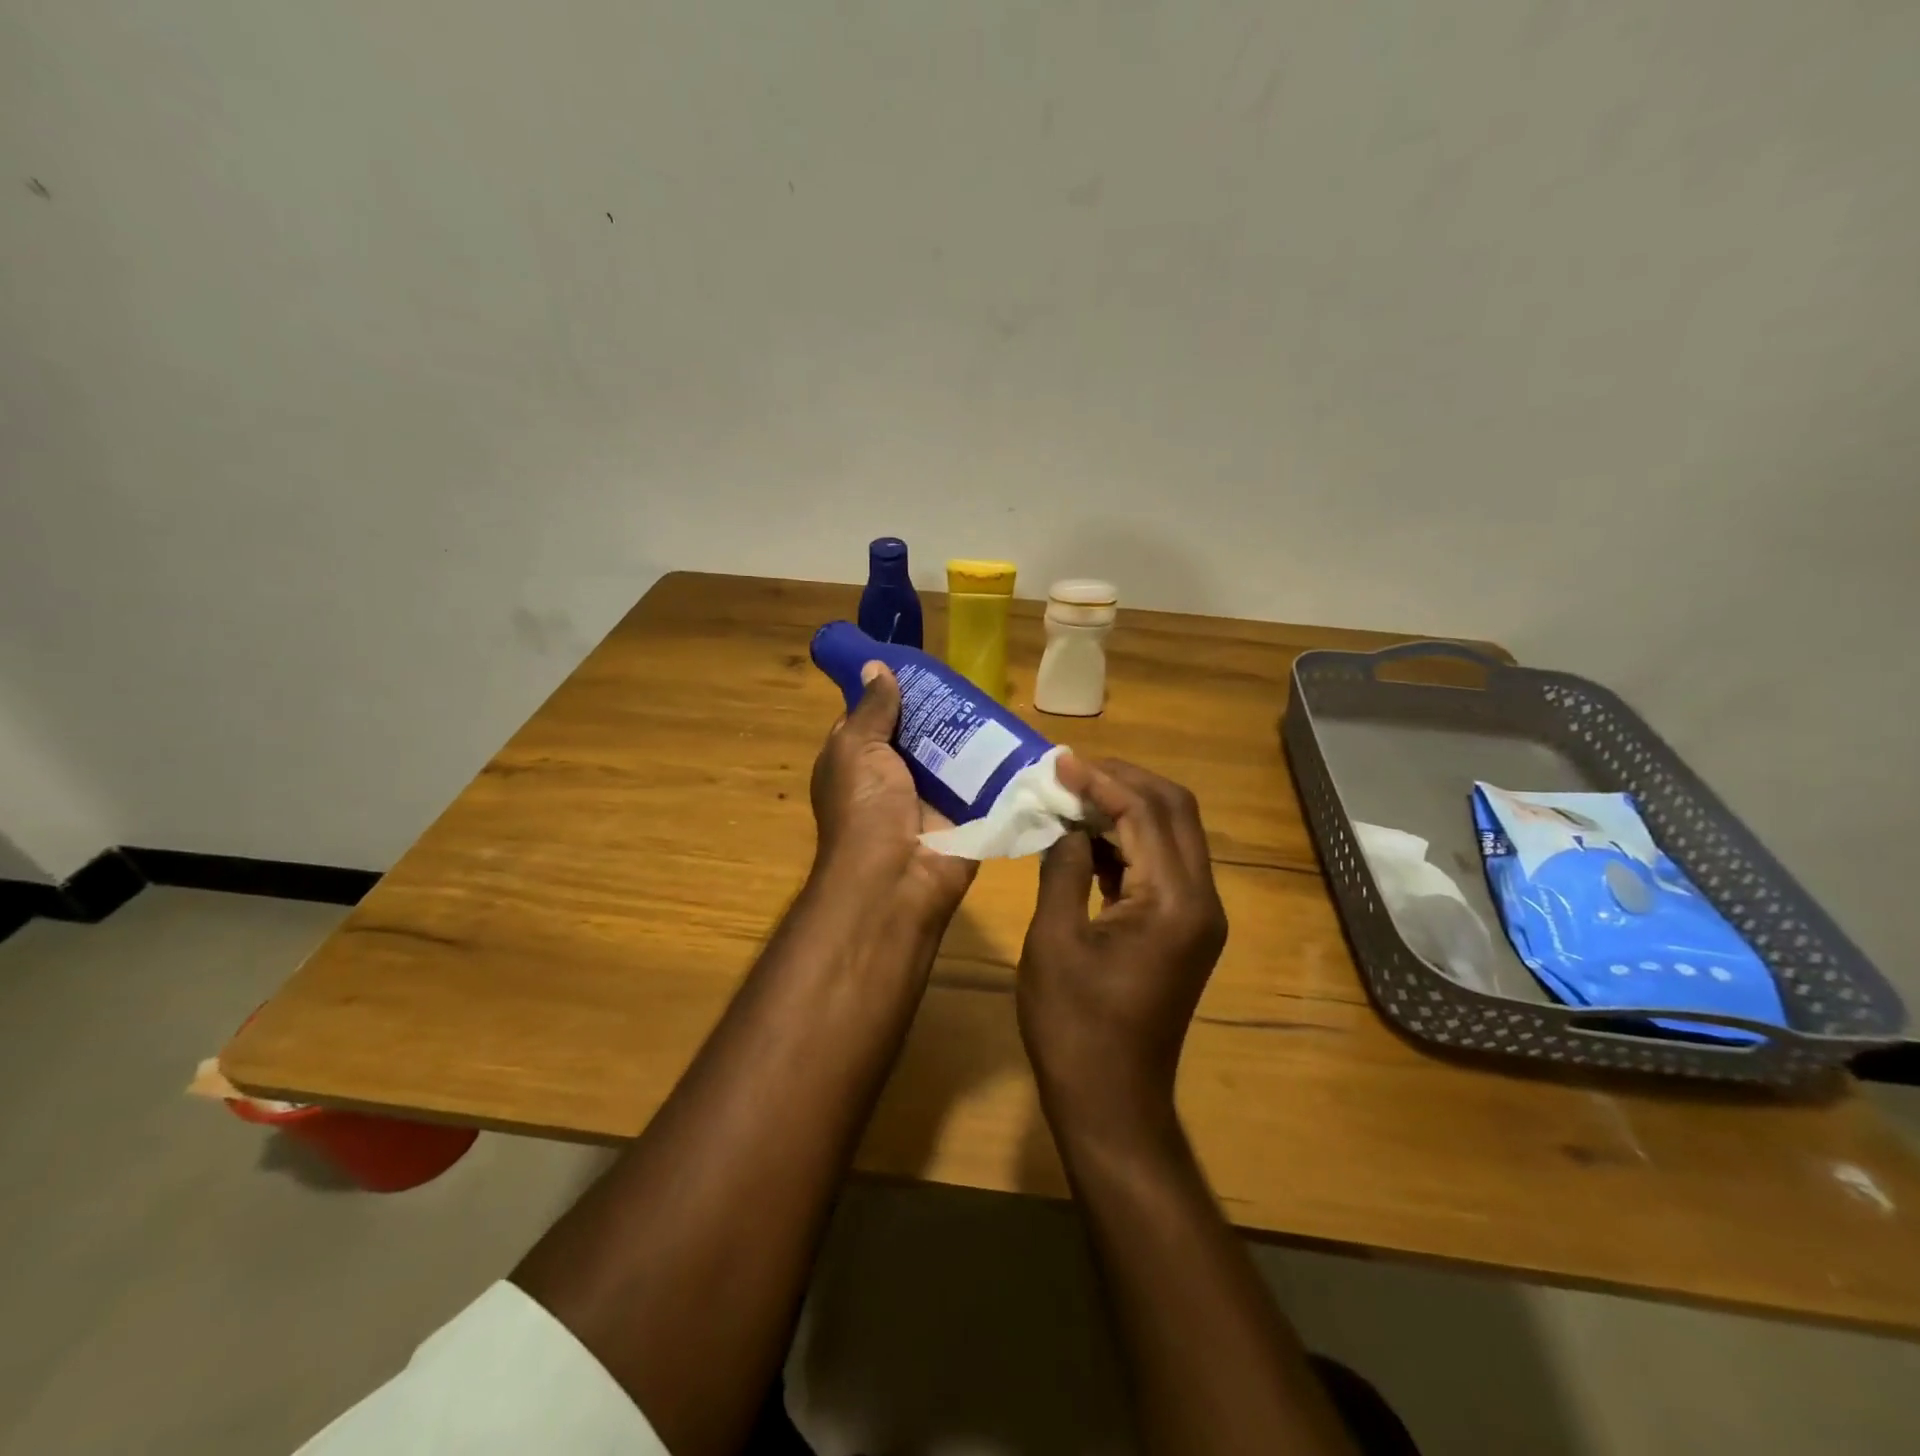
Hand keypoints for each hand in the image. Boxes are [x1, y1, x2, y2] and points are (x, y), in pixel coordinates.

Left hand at [809, 661, 977, 922]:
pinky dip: (997, 763)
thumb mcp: (856, 749)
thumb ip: (871, 710)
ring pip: (953, 754)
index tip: (920, 665)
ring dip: (972, 733)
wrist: (897, 879)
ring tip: (999, 697)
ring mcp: (931, 797)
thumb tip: (876, 667)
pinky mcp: (965, 814)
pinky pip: (982, 781)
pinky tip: (1019, 735)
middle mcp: (893, 776)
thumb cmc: (865, 808)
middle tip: (971, 678)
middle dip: (941, 709)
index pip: (875, 717)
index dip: (893, 692)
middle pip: (920, 733)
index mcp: (858, 761)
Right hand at [1017, 757, 1227, 1136]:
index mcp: (1173, 901)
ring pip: (1173, 833)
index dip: (1101, 779)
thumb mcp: (1054, 939)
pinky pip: (1164, 864)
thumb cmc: (1074, 1025)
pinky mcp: (1186, 929)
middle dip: (1123, 781)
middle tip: (1070, 771)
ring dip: (1127, 807)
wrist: (1111, 1102)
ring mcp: (1199, 916)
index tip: (1058, 762)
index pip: (1145, 812)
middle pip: (1175, 811)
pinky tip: (1089, 837)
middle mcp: (1201, 899)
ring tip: (1073, 795)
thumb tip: (1068, 823)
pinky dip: (1130, 841)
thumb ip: (1064, 868)